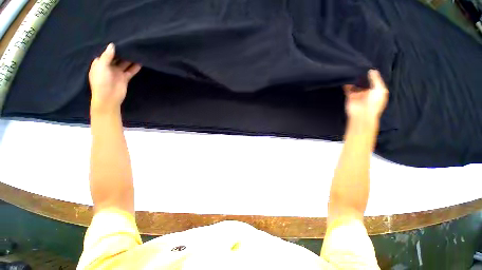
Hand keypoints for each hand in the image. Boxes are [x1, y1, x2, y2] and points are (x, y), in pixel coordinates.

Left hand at [89, 43, 141, 114]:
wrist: (108, 97)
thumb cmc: (101, 81)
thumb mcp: (102, 66)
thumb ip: (107, 56)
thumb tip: (113, 45)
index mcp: (100, 63)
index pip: (106, 53)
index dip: (111, 48)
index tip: (118, 40)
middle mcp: (109, 67)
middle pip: (116, 58)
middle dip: (121, 52)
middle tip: (129, 44)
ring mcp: (117, 72)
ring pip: (124, 64)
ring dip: (129, 59)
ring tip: (136, 52)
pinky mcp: (125, 78)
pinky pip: (130, 71)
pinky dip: (135, 67)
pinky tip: (140, 62)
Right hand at [343, 70, 388, 123]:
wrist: (362, 114)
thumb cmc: (374, 102)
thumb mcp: (379, 89)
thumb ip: (375, 79)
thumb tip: (371, 70)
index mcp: (376, 91)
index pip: (374, 81)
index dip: (372, 75)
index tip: (369, 66)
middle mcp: (367, 92)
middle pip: (364, 82)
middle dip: (362, 76)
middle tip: (359, 67)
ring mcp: (357, 94)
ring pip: (355, 85)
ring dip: (354, 80)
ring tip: (352, 70)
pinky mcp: (349, 96)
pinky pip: (347, 89)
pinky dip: (346, 84)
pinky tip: (347, 78)